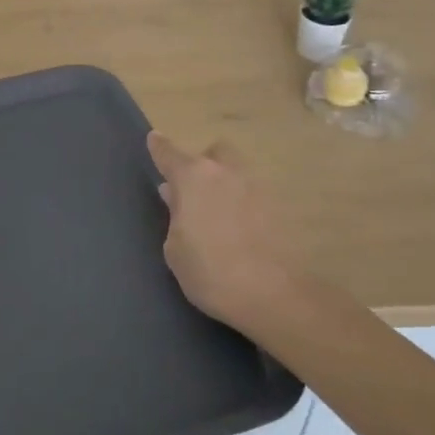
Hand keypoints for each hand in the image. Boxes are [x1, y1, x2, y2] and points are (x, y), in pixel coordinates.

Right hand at [148, 132, 298, 339]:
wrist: (273, 295)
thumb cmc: (210, 271)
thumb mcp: (175, 249)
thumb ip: (175, 216)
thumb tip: (176, 197)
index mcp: (193, 178)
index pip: (169, 153)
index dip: (159, 146)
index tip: (154, 138)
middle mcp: (226, 173)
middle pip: (214, 153)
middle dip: (203, 163)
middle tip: (194, 189)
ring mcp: (257, 188)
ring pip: (237, 173)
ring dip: (225, 185)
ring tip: (216, 215)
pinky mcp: (280, 209)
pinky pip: (253, 196)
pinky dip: (243, 206)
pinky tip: (238, 231)